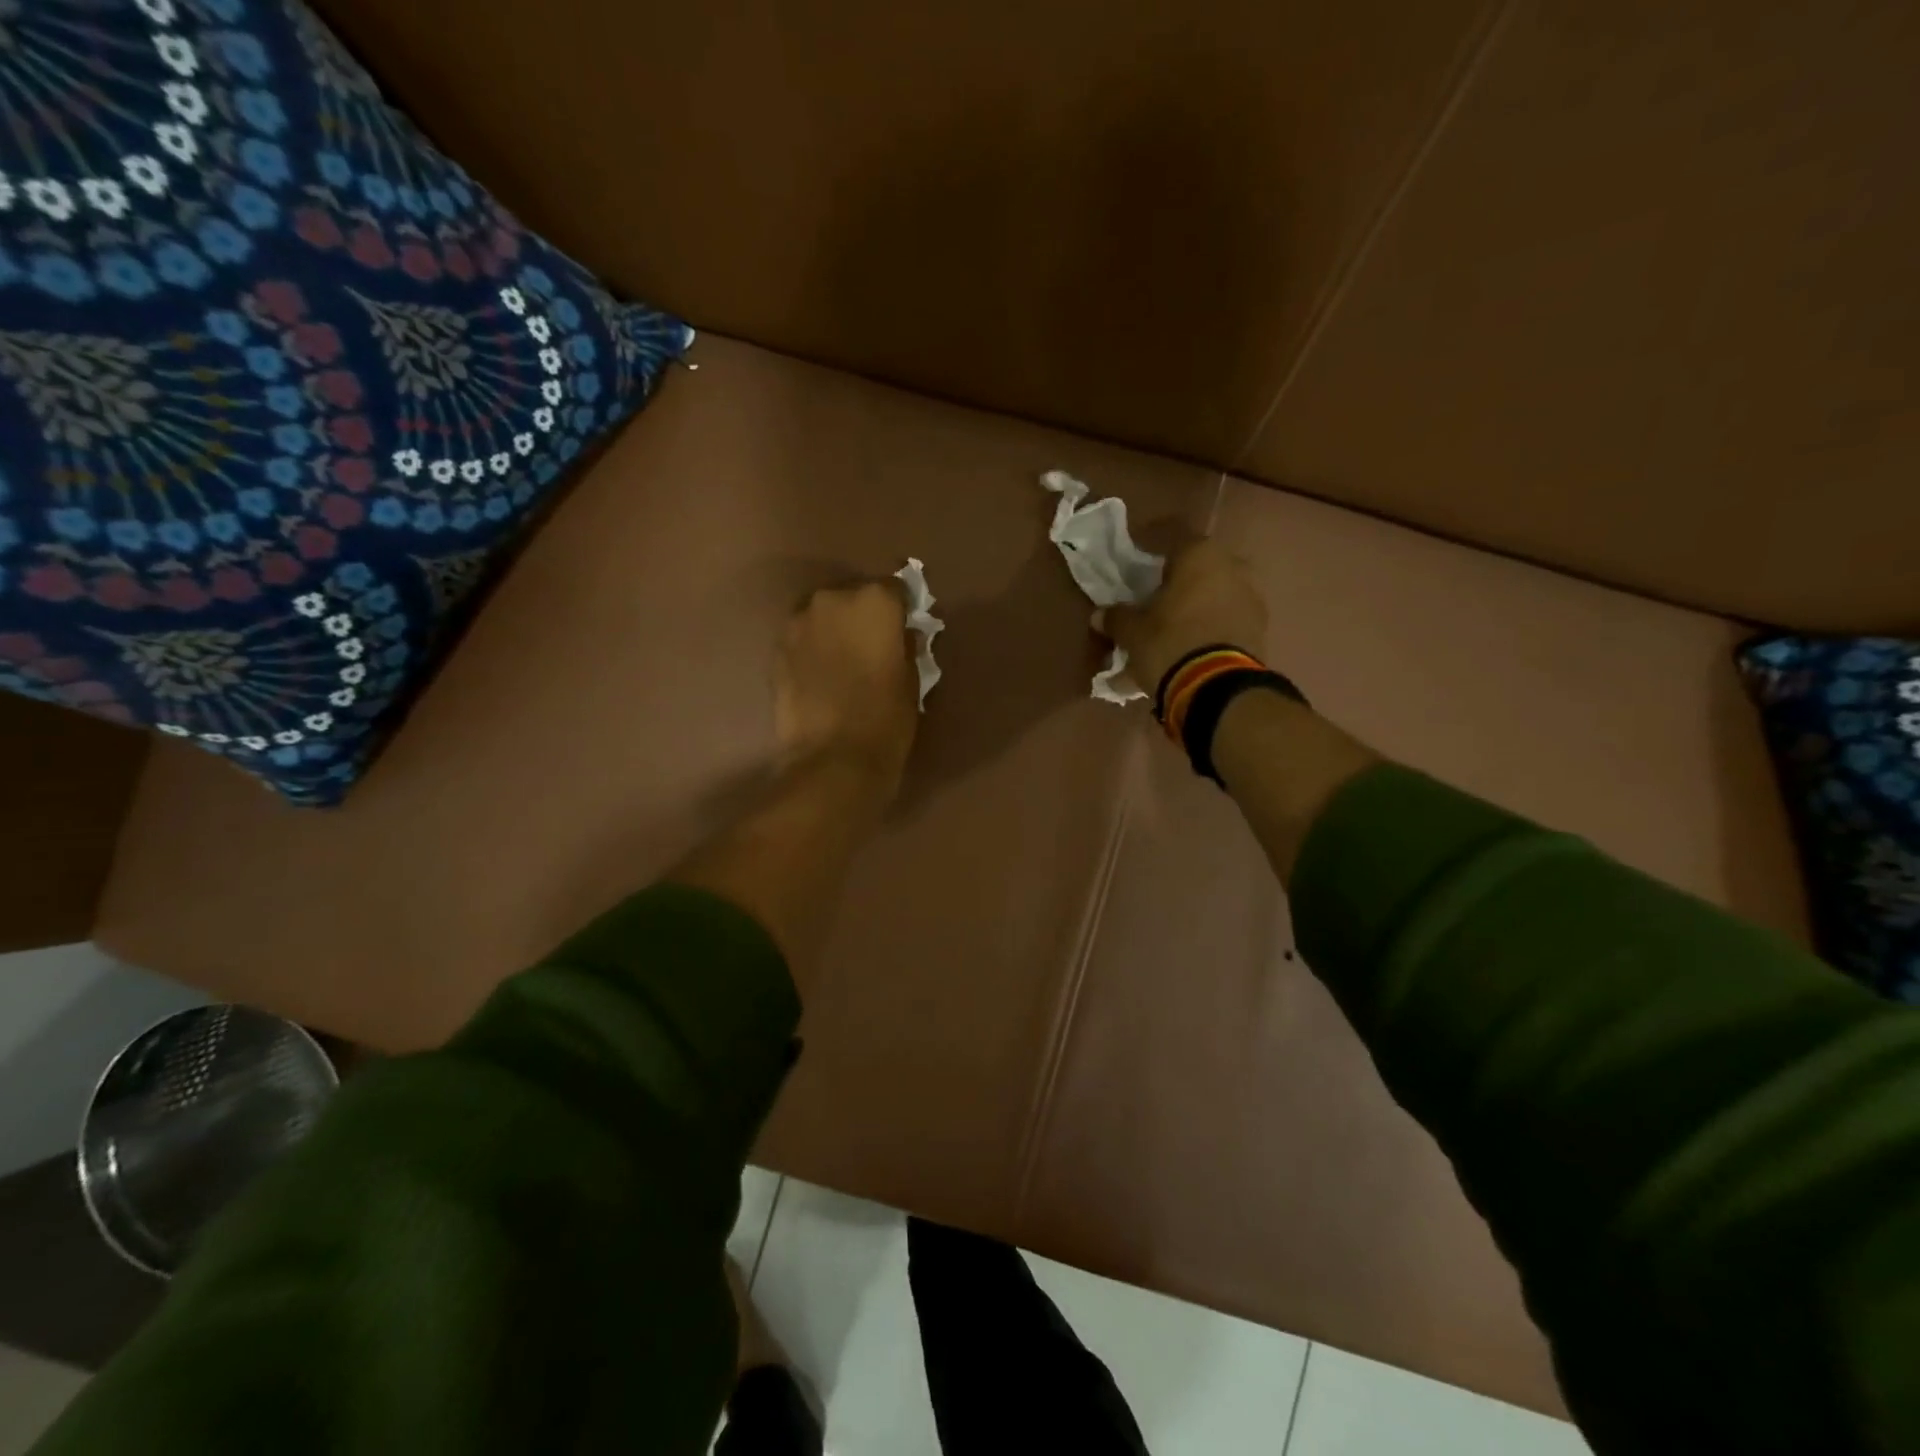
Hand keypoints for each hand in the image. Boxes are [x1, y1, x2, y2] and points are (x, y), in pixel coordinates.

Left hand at [775, 580, 919, 795]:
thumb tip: (901, 635)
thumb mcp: (912, 680)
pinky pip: (802, 638)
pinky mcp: (776, 649)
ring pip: (823, 615)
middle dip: (862, 617)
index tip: (902, 629)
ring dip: (833, 630)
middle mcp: (833, 599)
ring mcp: (799, 622)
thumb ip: (905, 646)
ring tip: (842, 663)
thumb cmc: (886, 719)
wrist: (833, 759)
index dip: (899, 609)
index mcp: (875, 601)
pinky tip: (820, 677)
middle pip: (853, 597)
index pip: (894, 588)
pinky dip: (812, 649)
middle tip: (871, 648)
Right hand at [1100, 540, 1268, 700]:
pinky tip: (1189, 650)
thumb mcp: (1132, 632)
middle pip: (1195, 571)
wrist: (1217, 688)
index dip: (1149, 554)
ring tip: (1171, 633)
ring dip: (1193, 610)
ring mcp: (1251, 598)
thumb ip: (1117, 618)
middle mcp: (1232, 567)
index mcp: (1199, 555)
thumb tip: (1101, 615)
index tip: (1135, 569)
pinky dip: (1208, 631)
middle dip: (1175, 586)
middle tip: (1153, 604)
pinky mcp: (1259, 630)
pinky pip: (1225, 622)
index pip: (1170, 541)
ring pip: (1212, 597)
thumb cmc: (1169, 644)